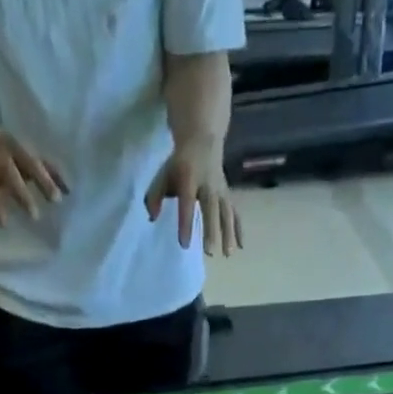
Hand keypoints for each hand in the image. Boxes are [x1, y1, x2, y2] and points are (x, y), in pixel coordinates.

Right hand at [0, 129, 66, 227]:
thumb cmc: (10, 149)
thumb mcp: (28, 153)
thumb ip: (49, 170)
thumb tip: (70, 190)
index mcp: (16, 150)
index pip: (32, 164)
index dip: (44, 180)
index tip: (57, 199)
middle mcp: (0, 159)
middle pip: (11, 176)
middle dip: (22, 194)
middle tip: (34, 216)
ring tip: (3, 224)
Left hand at [145, 141, 241, 255]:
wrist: (202, 140)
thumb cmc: (179, 163)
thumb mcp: (164, 174)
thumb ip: (155, 195)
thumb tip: (151, 217)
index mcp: (189, 179)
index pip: (187, 203)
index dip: (186, 224)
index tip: (184, 244)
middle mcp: (208, 185)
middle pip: (211, 210)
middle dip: (211, 231)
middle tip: (210, 253)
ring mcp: (220, 190)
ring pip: (226, 213)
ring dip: (228, 233)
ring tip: (227, 254)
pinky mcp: (228, 195)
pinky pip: (234, 213)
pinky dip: (238, 229)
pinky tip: (240, 246)